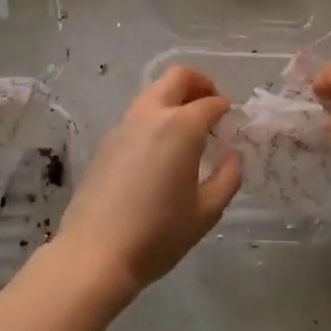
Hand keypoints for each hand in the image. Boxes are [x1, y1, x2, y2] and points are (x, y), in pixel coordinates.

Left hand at [52, 66, 241, 296]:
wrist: (96, 252)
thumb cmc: (159, 233)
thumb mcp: (206, 212)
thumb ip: (227, 178)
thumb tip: (232, 158)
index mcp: (180, 126)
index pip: (211, 102)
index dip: (226, 110)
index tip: (233, 125)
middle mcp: (150, 115)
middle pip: (176, 77)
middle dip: (200, 85)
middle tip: (212, 110)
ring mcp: (123, 126)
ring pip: (153, 93)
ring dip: (175, 101)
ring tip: (189, 135)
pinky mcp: (106, 142)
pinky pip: (137, 116)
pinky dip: (155, 119)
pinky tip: (161, 153)